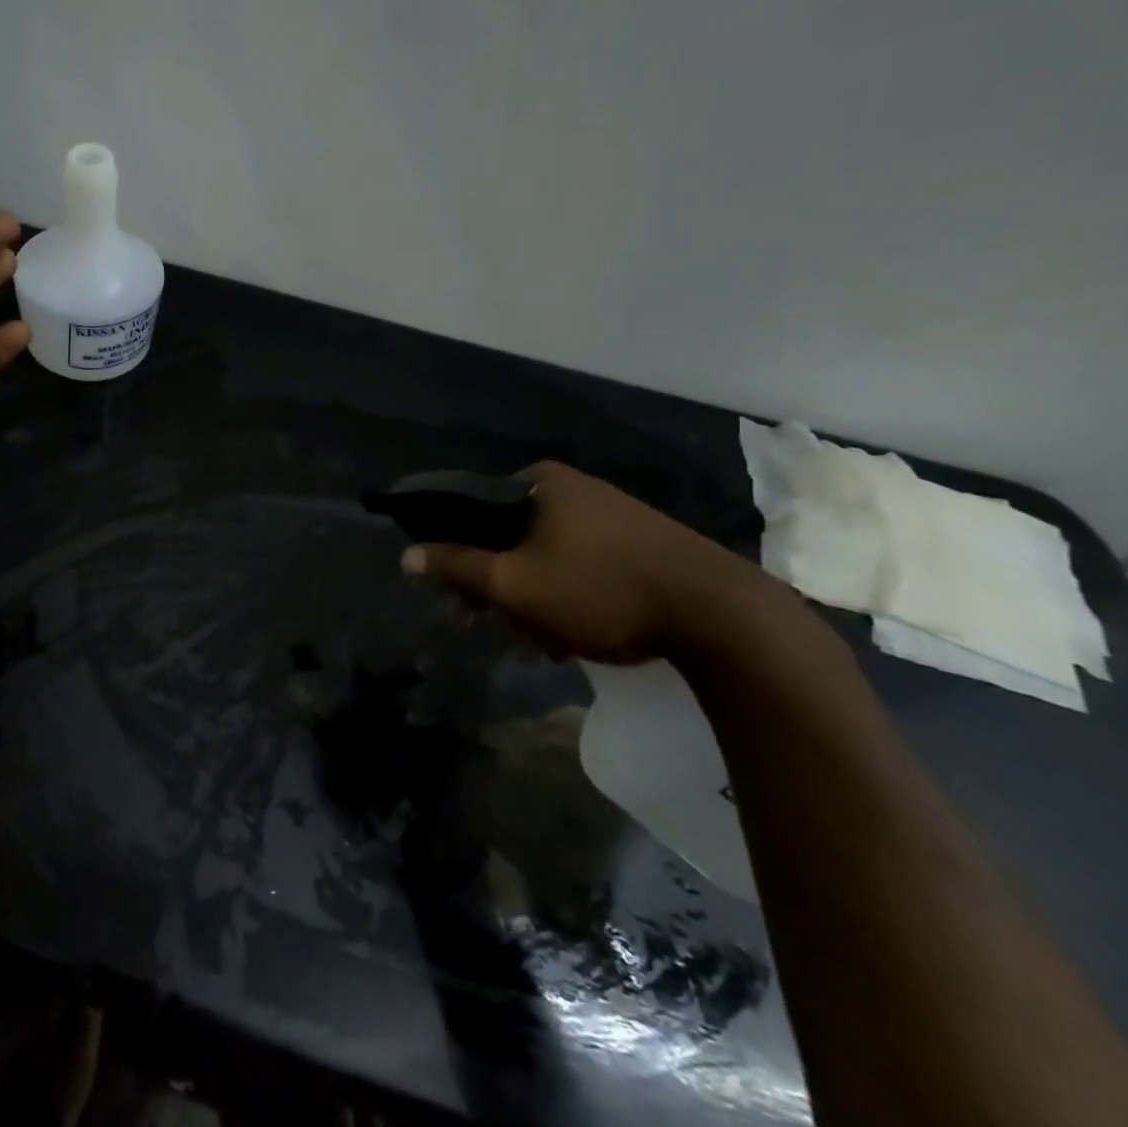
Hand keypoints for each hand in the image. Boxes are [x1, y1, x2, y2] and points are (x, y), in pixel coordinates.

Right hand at [401, 461, 769, 662]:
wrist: (722, 616)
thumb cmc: (601, 590)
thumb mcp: (515, 584)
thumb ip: (456, 566)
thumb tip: (405, 555)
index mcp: (539, 483)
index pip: (470, 509)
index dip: (454, 553)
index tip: (458, 596)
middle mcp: (572, 489)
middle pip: (506, 537)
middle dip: (499, 588)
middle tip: (500, 627)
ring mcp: (610, 514)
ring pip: (542, 557)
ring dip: (532, 601)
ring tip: (541, 643)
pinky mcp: (639, 543)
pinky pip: (579, 565)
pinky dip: (566, 597)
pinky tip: (572, 637)